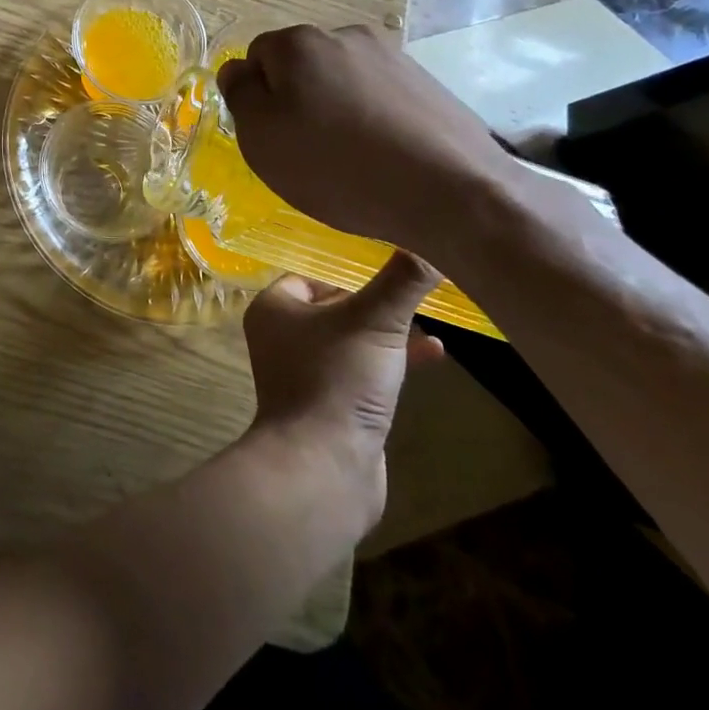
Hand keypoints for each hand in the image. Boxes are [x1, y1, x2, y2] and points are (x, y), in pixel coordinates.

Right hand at [215, 23, 517, 259]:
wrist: (450, 192)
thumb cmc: (336, 166)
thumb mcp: (262, 137)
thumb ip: (240, 95)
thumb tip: (238, 70)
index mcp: (299, 43)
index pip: (257, 57)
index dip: (257, 98)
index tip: (271, 136)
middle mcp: (345, 35)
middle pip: (301, 65)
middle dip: (297, 99)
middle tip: (306, 150)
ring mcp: (392, 56)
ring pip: (341, 80)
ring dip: (335, 108)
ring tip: (349, 158)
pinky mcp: (427, 83)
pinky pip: (379, 96)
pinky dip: (371, 119)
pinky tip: (383, 156)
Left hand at [243, 258, 445, 529]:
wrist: (324, 468)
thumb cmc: (337, 379)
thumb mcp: (375, 321)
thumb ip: (401, 281)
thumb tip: (428, 241)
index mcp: (275, 308)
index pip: (312, 273)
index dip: (349, 268)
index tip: (389, 260)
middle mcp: (283, 337)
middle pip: (335, 305)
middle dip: (375, 301)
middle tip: (414, 289)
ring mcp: (306, 373)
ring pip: (352, 339)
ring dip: (388, 332)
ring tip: (430, 320)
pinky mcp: (331, 404)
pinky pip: (363, 371)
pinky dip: (392, 361)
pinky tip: (433, 356)